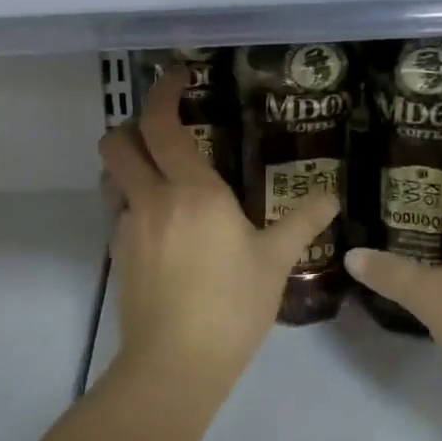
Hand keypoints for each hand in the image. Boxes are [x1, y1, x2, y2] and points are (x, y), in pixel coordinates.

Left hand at [99, 68, 338, 395]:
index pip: (161, 124)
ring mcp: (128, 227)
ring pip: (111, 176)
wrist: (176, 363)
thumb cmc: (232, 306)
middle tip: (160, 129)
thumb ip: (301, 222)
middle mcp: (152, 198)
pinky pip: (117, 211)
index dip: (161, 92)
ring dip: (126, 163)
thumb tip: (331, 197)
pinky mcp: (118, 254)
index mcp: (192, 190)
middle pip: (116, 142)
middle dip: (130, 124)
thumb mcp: (274, 262)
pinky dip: (131, 201)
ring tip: (158, 173)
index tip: (174, 77)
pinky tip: (160, 224)